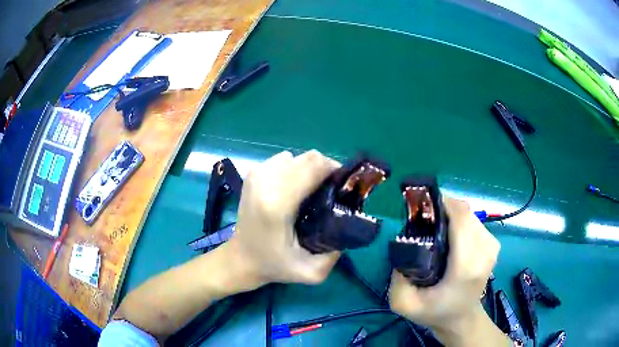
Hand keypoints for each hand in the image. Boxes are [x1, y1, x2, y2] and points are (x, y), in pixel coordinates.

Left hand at [228, 150, 341, 286]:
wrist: (240, 258)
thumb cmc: (274, 266)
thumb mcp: (311, 272)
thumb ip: (335, 253)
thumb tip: (349, 223)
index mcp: (278, 202)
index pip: (315, 166)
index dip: (336, 171)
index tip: (344, 187)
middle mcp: (266, 181)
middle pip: (309, 158)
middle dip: (326, 170)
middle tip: (332, 191)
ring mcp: (257, 174)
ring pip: (298, 157)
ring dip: (310, 170)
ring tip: (312, 192)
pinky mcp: (253, 173)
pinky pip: (285, 161)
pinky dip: (295, 170)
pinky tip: (294, 189)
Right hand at [389, 197, 499, 329]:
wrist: (461, 318)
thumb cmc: (435, 312)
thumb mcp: (404, 304)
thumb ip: (397, 278)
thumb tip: (403, 246)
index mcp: (466, 266)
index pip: (461, 218)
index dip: (442, 204)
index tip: (422, 207)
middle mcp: (484, 251)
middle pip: (465, 212)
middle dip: (443, 208)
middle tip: (424, 219)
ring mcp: (492, 246)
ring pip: (470, 214)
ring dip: (452, 215)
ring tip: (436, 227)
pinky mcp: (493, 244)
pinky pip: (475, 221)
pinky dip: (461, 221)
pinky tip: (451, 234)